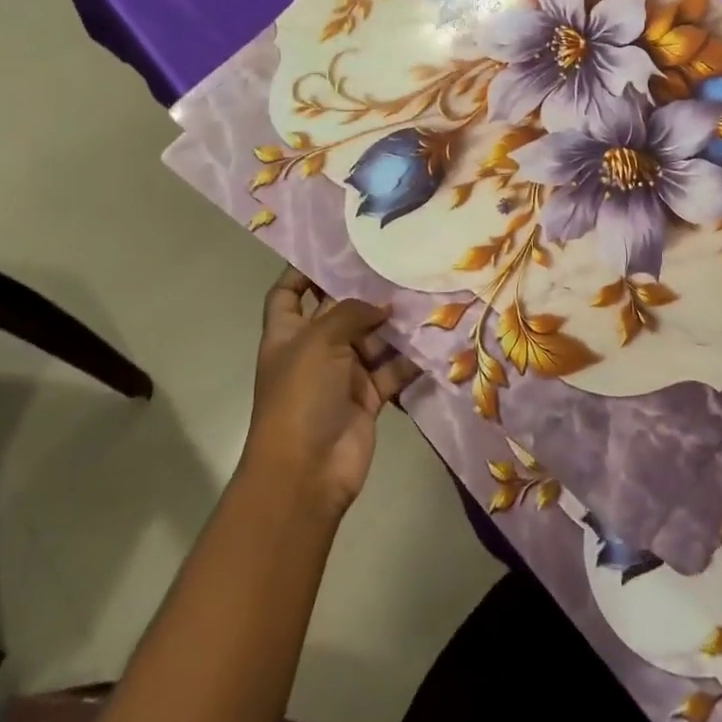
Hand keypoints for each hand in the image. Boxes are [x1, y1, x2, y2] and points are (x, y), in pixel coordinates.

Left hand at [245, 268, 420, 515]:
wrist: (307, 471)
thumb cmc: (301, 396)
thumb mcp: (319, 342)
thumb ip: (350, 313)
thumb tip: (381, 307)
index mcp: (287, 334)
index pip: (288, 294)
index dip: (302, 272)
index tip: (334, 250)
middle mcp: (314, 351)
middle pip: (339, 313)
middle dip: (365, 293)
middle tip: (400, 265)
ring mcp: (342, 375)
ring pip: (371, 340)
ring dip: (394, 325)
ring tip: (425, 296)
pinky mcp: (368, 397)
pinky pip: (392, 370)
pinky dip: (410, 359)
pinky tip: (434, 338)